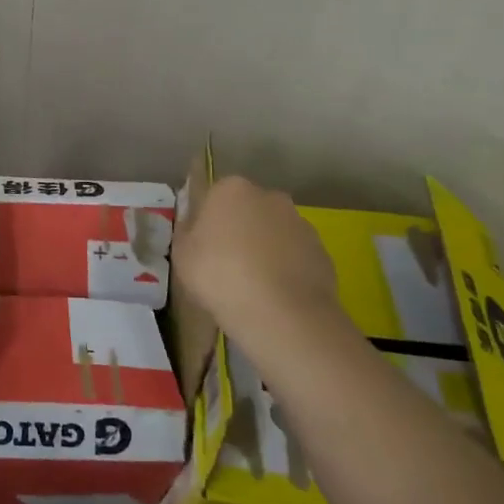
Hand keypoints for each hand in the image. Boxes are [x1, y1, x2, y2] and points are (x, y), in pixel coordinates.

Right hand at [173, 175, 338, 337]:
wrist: (282, 315)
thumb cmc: (220, 276)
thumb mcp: (182, 254)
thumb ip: (186, 230)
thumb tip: (194, 221)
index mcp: (231, 189)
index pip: (215, 196)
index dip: (208, 222)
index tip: (203, 247)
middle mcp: (269, 196)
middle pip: (248, 210)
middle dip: (239, 230)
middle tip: (227, 265)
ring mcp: (300, 223)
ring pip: (274, 232)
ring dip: (265, 249)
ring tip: (254, 286)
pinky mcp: (322, 252)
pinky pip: (295, 256)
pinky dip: (286, 269)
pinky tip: (276, 296)